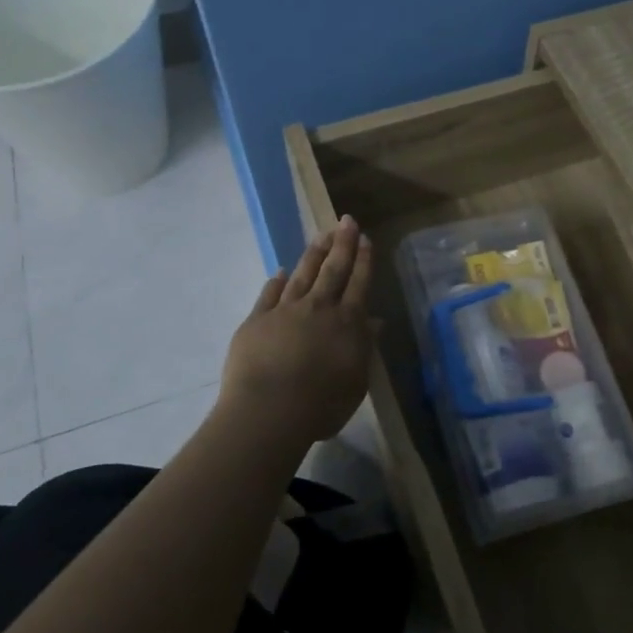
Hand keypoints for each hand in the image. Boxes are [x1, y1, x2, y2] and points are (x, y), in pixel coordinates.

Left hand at [219, 217, 376, 447]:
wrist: (269, 411)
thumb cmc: (322, 404)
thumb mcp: (356, 381)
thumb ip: (364, 347)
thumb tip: (375, 322)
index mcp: (347, 323)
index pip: (359, 284)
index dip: (363, 260)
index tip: (365, 238)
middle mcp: (318, 308)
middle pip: (333, 270)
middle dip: (342, 244)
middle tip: (346, 221)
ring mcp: (285, 311)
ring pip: (303, 274)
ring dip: (313, 254)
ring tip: (321, 235)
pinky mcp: (257, 320)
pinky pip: (269, 294)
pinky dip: (277, 281)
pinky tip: (281, 271)